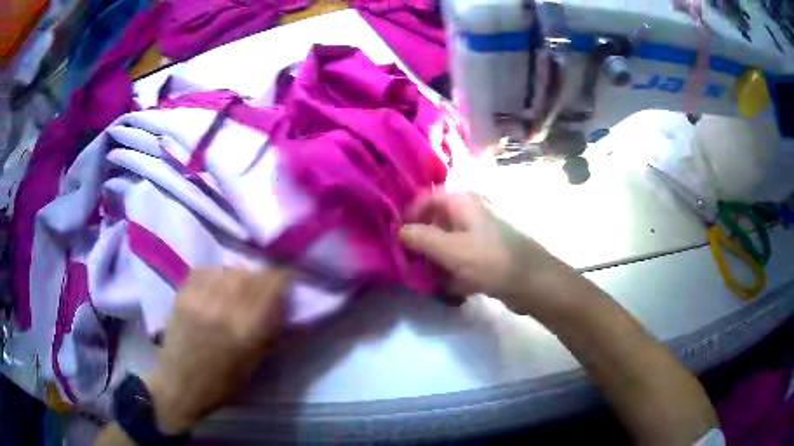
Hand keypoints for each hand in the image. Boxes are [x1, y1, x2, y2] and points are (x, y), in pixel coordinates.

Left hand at [143, 267, 289, 433]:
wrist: (180, 383)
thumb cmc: (222, 383)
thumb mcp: (254, 362)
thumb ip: (269, 330)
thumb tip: (282, 303)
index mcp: (247, 330)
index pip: (273, 285)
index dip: (284, 279)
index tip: (288, 283)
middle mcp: (225, 308)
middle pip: (252, 274)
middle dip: (263, 279)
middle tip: (263, 289)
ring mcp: (201, 298)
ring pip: (230, 270)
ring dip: (240, 277)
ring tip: (238, 289)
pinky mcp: (183, 293)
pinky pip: (207, 270)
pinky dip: (217, 275)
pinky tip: (217, 287)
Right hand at [400, 191, 569, 312]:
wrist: (534, 282)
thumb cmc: (491, 262)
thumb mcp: (451, 250)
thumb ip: (421, 238)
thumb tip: (400, 230)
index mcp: (464, 201)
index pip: (428, 197)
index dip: (410, 214)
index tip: (399, 238)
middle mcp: (474, 209)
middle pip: (438, 218)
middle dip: (422, 238)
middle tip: (411, 260)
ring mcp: (483, 229)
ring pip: (450, 238)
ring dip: (437, 255)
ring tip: (428, 275)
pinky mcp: (490, 249)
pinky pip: (464, 252)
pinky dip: (454, 265)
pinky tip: (451, 284)